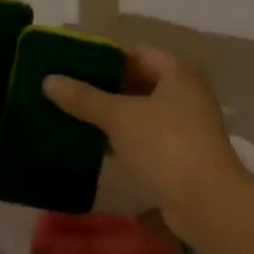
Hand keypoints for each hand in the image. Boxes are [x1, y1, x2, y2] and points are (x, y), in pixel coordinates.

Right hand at [43, 44, 247, 235]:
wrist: (205, 201)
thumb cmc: (165, 144)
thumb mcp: (120, 117)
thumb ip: (84, 98)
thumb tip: (49, 80)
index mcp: (178, 72)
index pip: (137, 52)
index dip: (106, 57)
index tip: (74, 64)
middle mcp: (186, 93)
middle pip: (140, 82)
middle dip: (105, 87)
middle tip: (68, 90)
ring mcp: (186, 125)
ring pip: (142, 112)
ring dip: (113, 115)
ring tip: (74, 115)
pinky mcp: (181, 154)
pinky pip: (146, 137)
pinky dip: (124, 138)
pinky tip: (95, 145)